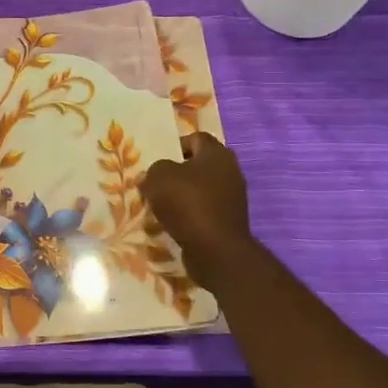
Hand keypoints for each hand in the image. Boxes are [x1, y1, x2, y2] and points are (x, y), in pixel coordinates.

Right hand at [141, 133, 254, 293]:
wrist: (215, 249)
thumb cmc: (187, 203)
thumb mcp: (158, 177)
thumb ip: (154, 170)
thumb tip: (155, 176)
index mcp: (217, 154)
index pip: (196, 138)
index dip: (175, 145)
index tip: (157, 160)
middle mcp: (231, 171)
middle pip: (198, 165)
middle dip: (177, 172)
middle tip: (156, 182)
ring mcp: (233, 198)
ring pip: (201, 189)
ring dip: (182, 195)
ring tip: (160, 205)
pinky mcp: (230, 220)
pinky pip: (204, 210)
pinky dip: (189, 214)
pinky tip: (173, 222)